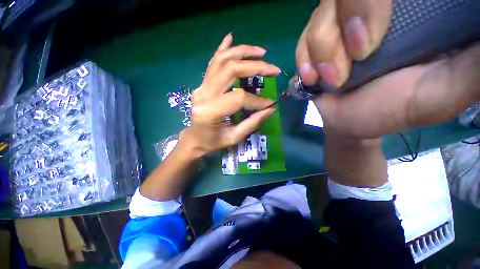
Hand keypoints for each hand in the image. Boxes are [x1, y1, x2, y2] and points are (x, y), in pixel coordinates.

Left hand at [179, 34, 280, 156]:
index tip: (270, 103)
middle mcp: (204, 94)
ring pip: (222, 61)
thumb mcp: (234, 137)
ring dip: (242, 52)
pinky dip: (222, 49)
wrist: (194, 139)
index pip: (239, 98)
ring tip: (261, 52)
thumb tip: (271, 109)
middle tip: (273, 69)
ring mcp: (201, 86)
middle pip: (231, 70)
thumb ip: (252, 123)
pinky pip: (212, 63)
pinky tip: (231, 38)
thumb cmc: (212, 142)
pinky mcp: (202, 84)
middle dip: (255, 67)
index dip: (257, 100)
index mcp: (211, 111)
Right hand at [298, 0, 479, 138]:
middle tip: (355, 59)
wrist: (352, 119)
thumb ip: (471, 69)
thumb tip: (478, 33)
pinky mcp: (315, 44)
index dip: (370, 3)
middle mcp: (370, 10)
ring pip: (319, 18)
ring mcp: (337, 25)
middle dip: (343, 28)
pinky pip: (302, 41)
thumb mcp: (442, 92)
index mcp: (410, 13)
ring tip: (335, 80)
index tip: (369, 42)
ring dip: (323, 53)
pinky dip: (304, 60)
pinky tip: (313, 78)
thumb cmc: (394, 109)